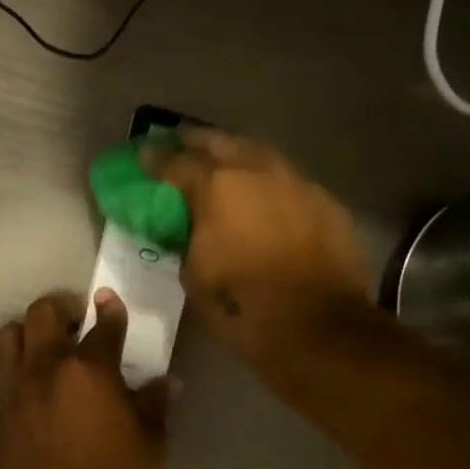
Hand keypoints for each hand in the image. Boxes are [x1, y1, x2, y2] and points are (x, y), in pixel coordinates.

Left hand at [0, 289, 170, 468]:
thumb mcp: (151, 443)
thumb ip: (155, 403)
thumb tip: (167, 380)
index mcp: (91, 369)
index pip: (103, 325)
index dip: (110, 308)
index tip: (108, 300)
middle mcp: (48, 368)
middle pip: (43, 313)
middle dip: (61, 308)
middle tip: (76, 321)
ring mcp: (18, 388)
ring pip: (11, 335)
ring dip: (29, 331)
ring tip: (48, 347)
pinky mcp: (1, 411)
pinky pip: (4, 372)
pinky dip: (19, 366)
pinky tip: (37, 385)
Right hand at [144, 129, 371, 369]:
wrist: (318, 327)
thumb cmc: (242, 305)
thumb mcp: (194, 275)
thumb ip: (187, 240)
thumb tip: (190, 229)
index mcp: (216, 188)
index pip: (176, 163)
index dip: (155, 159)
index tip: (143, 154)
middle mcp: (257, 172)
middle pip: (221, 142)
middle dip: (197, 141)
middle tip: (181, 143)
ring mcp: (297, 183)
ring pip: (260, 154)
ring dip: (237, 155)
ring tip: (224, 163)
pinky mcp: (326, 202)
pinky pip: (289, 182)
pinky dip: (269, 184)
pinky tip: (265, 197)